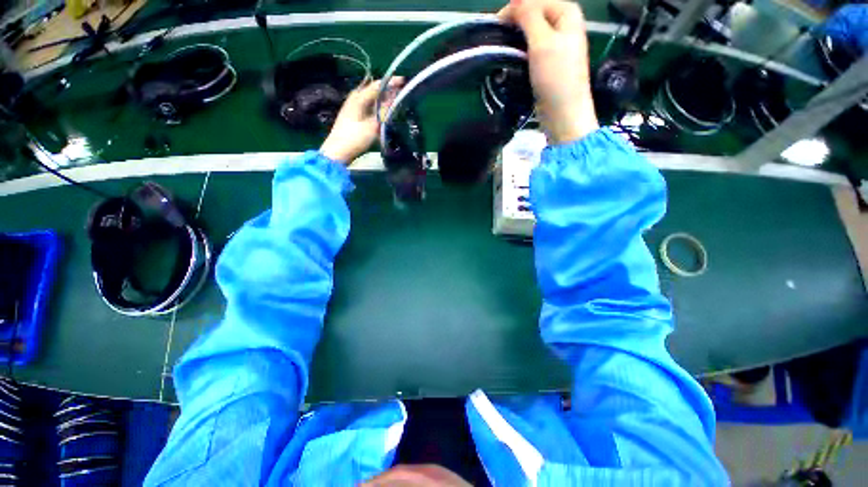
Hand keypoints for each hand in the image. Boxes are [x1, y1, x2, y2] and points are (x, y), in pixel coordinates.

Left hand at [320, 78, 402, 164]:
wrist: (338, 151)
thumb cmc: (354, 138)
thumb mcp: (372, 126)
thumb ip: (384, 112)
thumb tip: (394, 99)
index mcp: (358, 97)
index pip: (377, 85)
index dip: (391, 82)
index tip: (403, 81)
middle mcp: (355, 98)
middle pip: (374, 90)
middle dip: (388, 90)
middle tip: (401, 92)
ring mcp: (354, 107)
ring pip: (372, 99)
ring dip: (384, 100)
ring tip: (396, 102)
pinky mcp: (354, 117)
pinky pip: (369, 107)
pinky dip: (378, 108)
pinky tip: (385, 113)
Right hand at [498, 0, 598, 143]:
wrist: (563, 113)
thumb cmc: (556, 77)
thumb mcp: (543, 42)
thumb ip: (529, 16)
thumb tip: (514, 1)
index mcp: (566, 12)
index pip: (534, 0)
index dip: (514, 10)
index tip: (495, 27)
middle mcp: (563, 24)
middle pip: (533, 14)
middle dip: (514, 24)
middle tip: (497, 40)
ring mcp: (557, 44)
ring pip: (531, 32)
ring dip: (515, 39)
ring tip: (501, 50)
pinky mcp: (549, 62)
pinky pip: (532, 48)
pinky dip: (520, 51)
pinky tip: (511, 59)